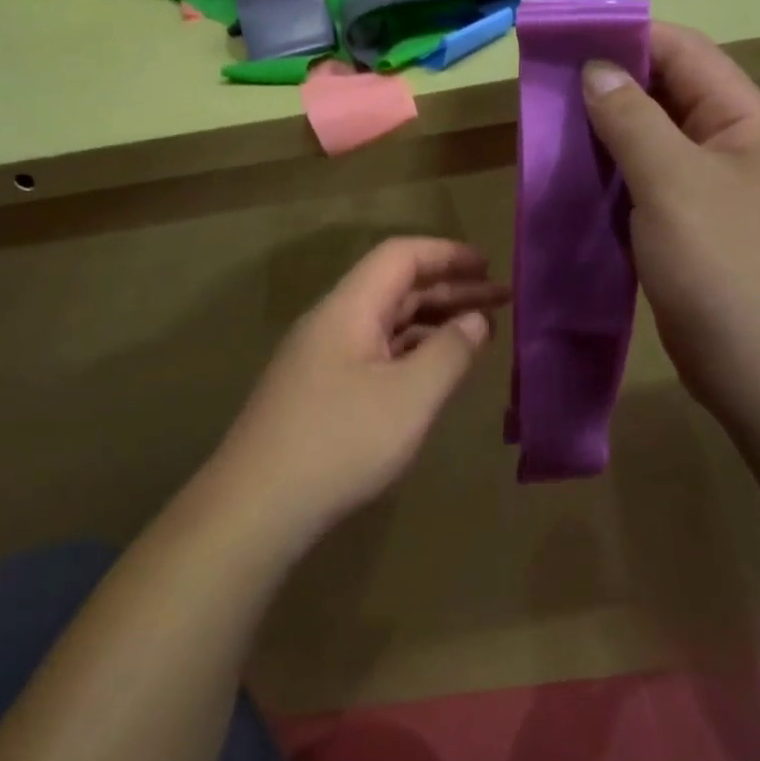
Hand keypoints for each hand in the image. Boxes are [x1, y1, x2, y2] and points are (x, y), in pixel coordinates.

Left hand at [208, 238, 508, 547]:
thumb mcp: (409, 397)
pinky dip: (411, 353)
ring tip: (479, 333)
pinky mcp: (320, 392)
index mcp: (348, 309)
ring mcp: (321, 359)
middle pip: (394, 288)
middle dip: (449, 290)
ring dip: (432, 323)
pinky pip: (374, 354)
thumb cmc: (340, 443)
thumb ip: (449, 352)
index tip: (490, 266)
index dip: (447, 254)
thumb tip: (476, 319)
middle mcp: (331, 323)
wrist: (257, 506)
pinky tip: (434, 371)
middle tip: (501, 301)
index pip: (400, 256)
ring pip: (385, 324)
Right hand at [583, 23, 759, 416]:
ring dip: (606, 141)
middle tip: (545, 91)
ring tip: (548, 135)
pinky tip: (573, 189)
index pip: (685, 54)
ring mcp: (715, 199)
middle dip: (609, 91)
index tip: (565, 38)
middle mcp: (734, 151)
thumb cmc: (726, 266)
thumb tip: (596, 70)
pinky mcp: (694, 240)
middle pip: (667, 99)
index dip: (627, 38)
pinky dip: (612, 187)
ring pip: (653, 151)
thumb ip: (632, 121)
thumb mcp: (673, 182)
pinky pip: (647, 196)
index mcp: (745, 121)